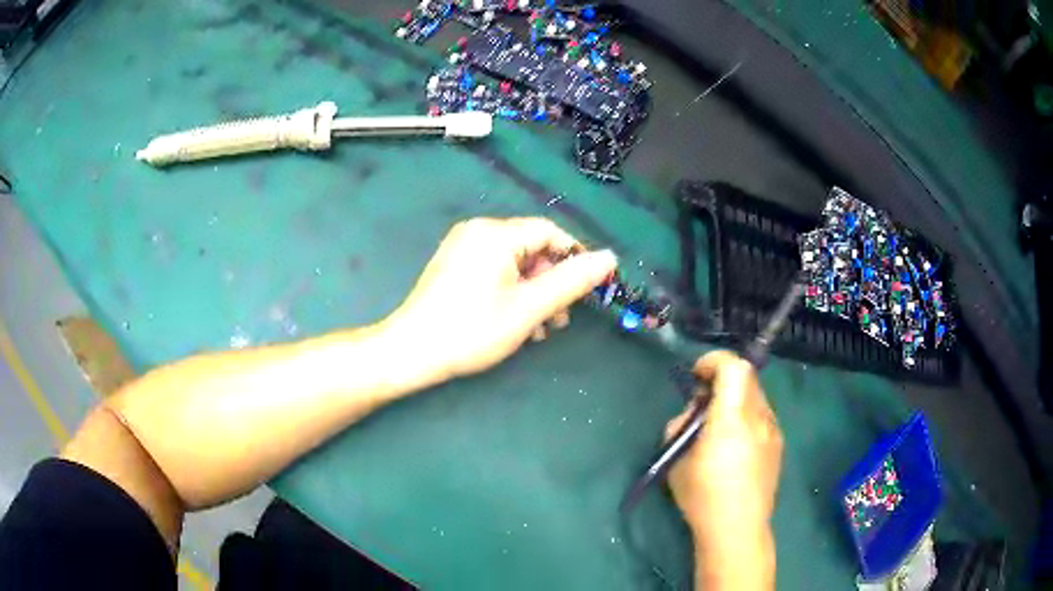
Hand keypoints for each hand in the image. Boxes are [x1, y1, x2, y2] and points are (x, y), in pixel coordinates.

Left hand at [385, 217, 616, 378]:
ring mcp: (462, 248)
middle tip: (560, 319)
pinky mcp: (454, 266)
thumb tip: (609, 258)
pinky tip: (517, 323)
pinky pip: (495, 271)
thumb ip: (571, 282)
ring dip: (534, 293)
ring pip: (515, 264)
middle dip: (552, 282)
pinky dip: (512, 292)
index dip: (575, 258)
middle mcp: (478, 231)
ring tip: (540, 328)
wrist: (411, 352)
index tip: (589, 289)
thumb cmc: (472, 330)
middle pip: (532, 248)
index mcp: (495, 233)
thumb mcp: (529, 308)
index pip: (550, 232)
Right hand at [666, 351, 782, 549]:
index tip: (697, 375)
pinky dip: (746, 416)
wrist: (737, 528)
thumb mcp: (676, 459)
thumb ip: (682, 426)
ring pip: (755, 396)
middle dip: (722, 380)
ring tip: (718, 428)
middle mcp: (759, 417)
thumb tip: (694, 414)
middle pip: (746, 377)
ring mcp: (773, 430)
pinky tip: (734, 446)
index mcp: (733, 418)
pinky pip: (762, 417)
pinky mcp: (778, 445)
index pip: (733, 367)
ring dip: (735, 399)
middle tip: (702, 404)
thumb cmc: (702, 495)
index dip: (713, 361)